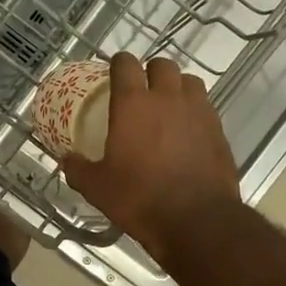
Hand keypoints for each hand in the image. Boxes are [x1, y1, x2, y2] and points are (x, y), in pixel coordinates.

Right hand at [62, 54, 241, 265]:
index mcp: (133, 104)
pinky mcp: (219, 130)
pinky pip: (205, 107)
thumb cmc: (140, 199)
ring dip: (177, 87)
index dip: (118, 64)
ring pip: (189, 81)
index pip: (125, 64)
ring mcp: (198, 111)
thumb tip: (67, 159)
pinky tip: (187, 132)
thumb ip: (78, 169)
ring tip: (168, 107)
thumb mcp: (97, 188)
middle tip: (141, 91)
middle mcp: (167, 98)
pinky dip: (194, 111)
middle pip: (162, 65)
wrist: (197, 220)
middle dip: (150, 72)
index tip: (113, 74)